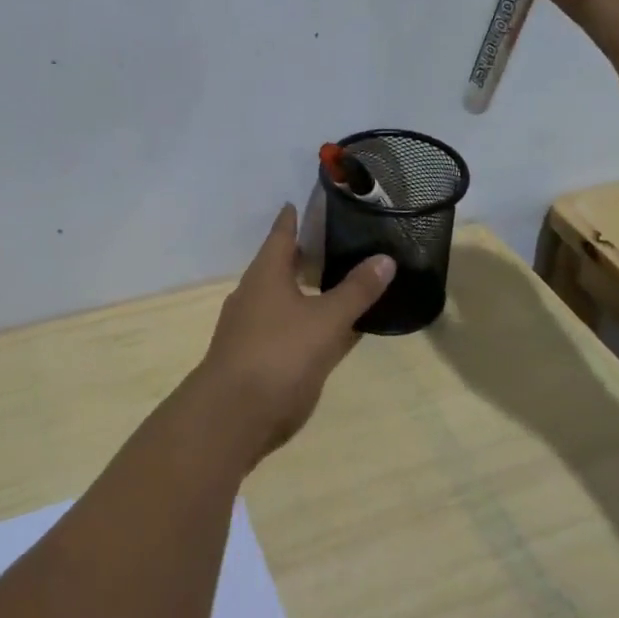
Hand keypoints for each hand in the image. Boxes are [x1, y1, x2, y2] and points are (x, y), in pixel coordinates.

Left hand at [193, 204, 394, 464]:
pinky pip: (283, 328)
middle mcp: (253, 294)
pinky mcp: (253, 357)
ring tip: (333, 284)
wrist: (232, 415)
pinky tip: (324, 331)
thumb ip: (356, 291)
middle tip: (332, 242)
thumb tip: (385, 258)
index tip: (298, 202)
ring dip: (303, 290)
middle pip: (279, 266)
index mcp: (265, 275)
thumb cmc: (278, 354)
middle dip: (301, 255)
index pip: (280, 235)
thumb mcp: (326, 321)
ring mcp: (249, 328)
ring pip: (281, 299)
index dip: (291, 218)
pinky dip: (303, 322)